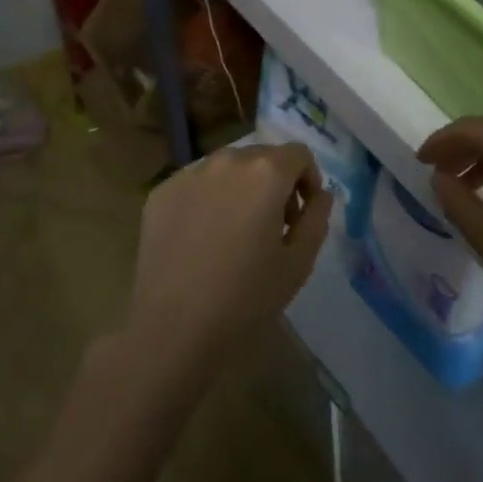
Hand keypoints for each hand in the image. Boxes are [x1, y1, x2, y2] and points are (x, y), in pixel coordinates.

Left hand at [127, 142, 332, 380]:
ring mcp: (189, 173)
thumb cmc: (246, 297)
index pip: (299, 154)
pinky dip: (207, 199)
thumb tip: (320, 194)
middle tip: (272, 226)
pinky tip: (202, 239)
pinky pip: (196, 184)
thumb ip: (317, 218)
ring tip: (235, 232)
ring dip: (240, 188)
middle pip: (262, 157)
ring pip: (227, 168)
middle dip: (275, 183)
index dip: (308, 180)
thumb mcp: (299, 262)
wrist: (173, 327)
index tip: (302, 215)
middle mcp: (227, 160)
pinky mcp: (161, 192)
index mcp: (265, 172)